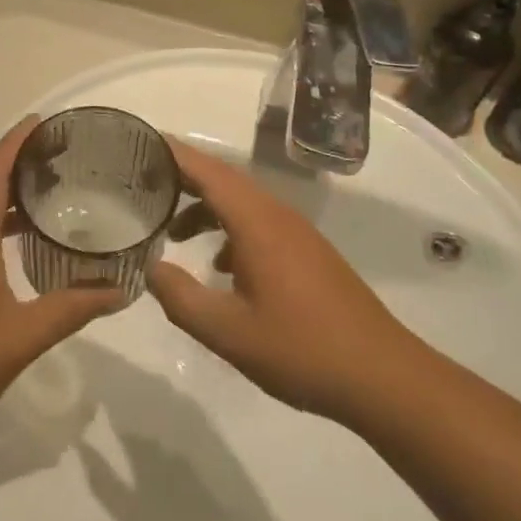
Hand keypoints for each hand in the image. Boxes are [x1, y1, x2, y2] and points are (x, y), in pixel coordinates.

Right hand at [146, 141, 418, 423]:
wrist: (383, 377)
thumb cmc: (302, 350)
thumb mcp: (228, 332)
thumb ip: (180, 298)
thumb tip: (150, 268)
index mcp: (257, 221)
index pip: (207, 170)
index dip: (171, 154)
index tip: (137, 143)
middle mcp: (277, 215)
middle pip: (222, 180)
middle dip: (181, 178)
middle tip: (141, 183)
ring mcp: (296, 233)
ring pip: (241, 203)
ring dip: (205, 208)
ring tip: (172, 231)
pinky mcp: (307, 253)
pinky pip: (258, 224)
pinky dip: (229, 231)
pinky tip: (219, 268)